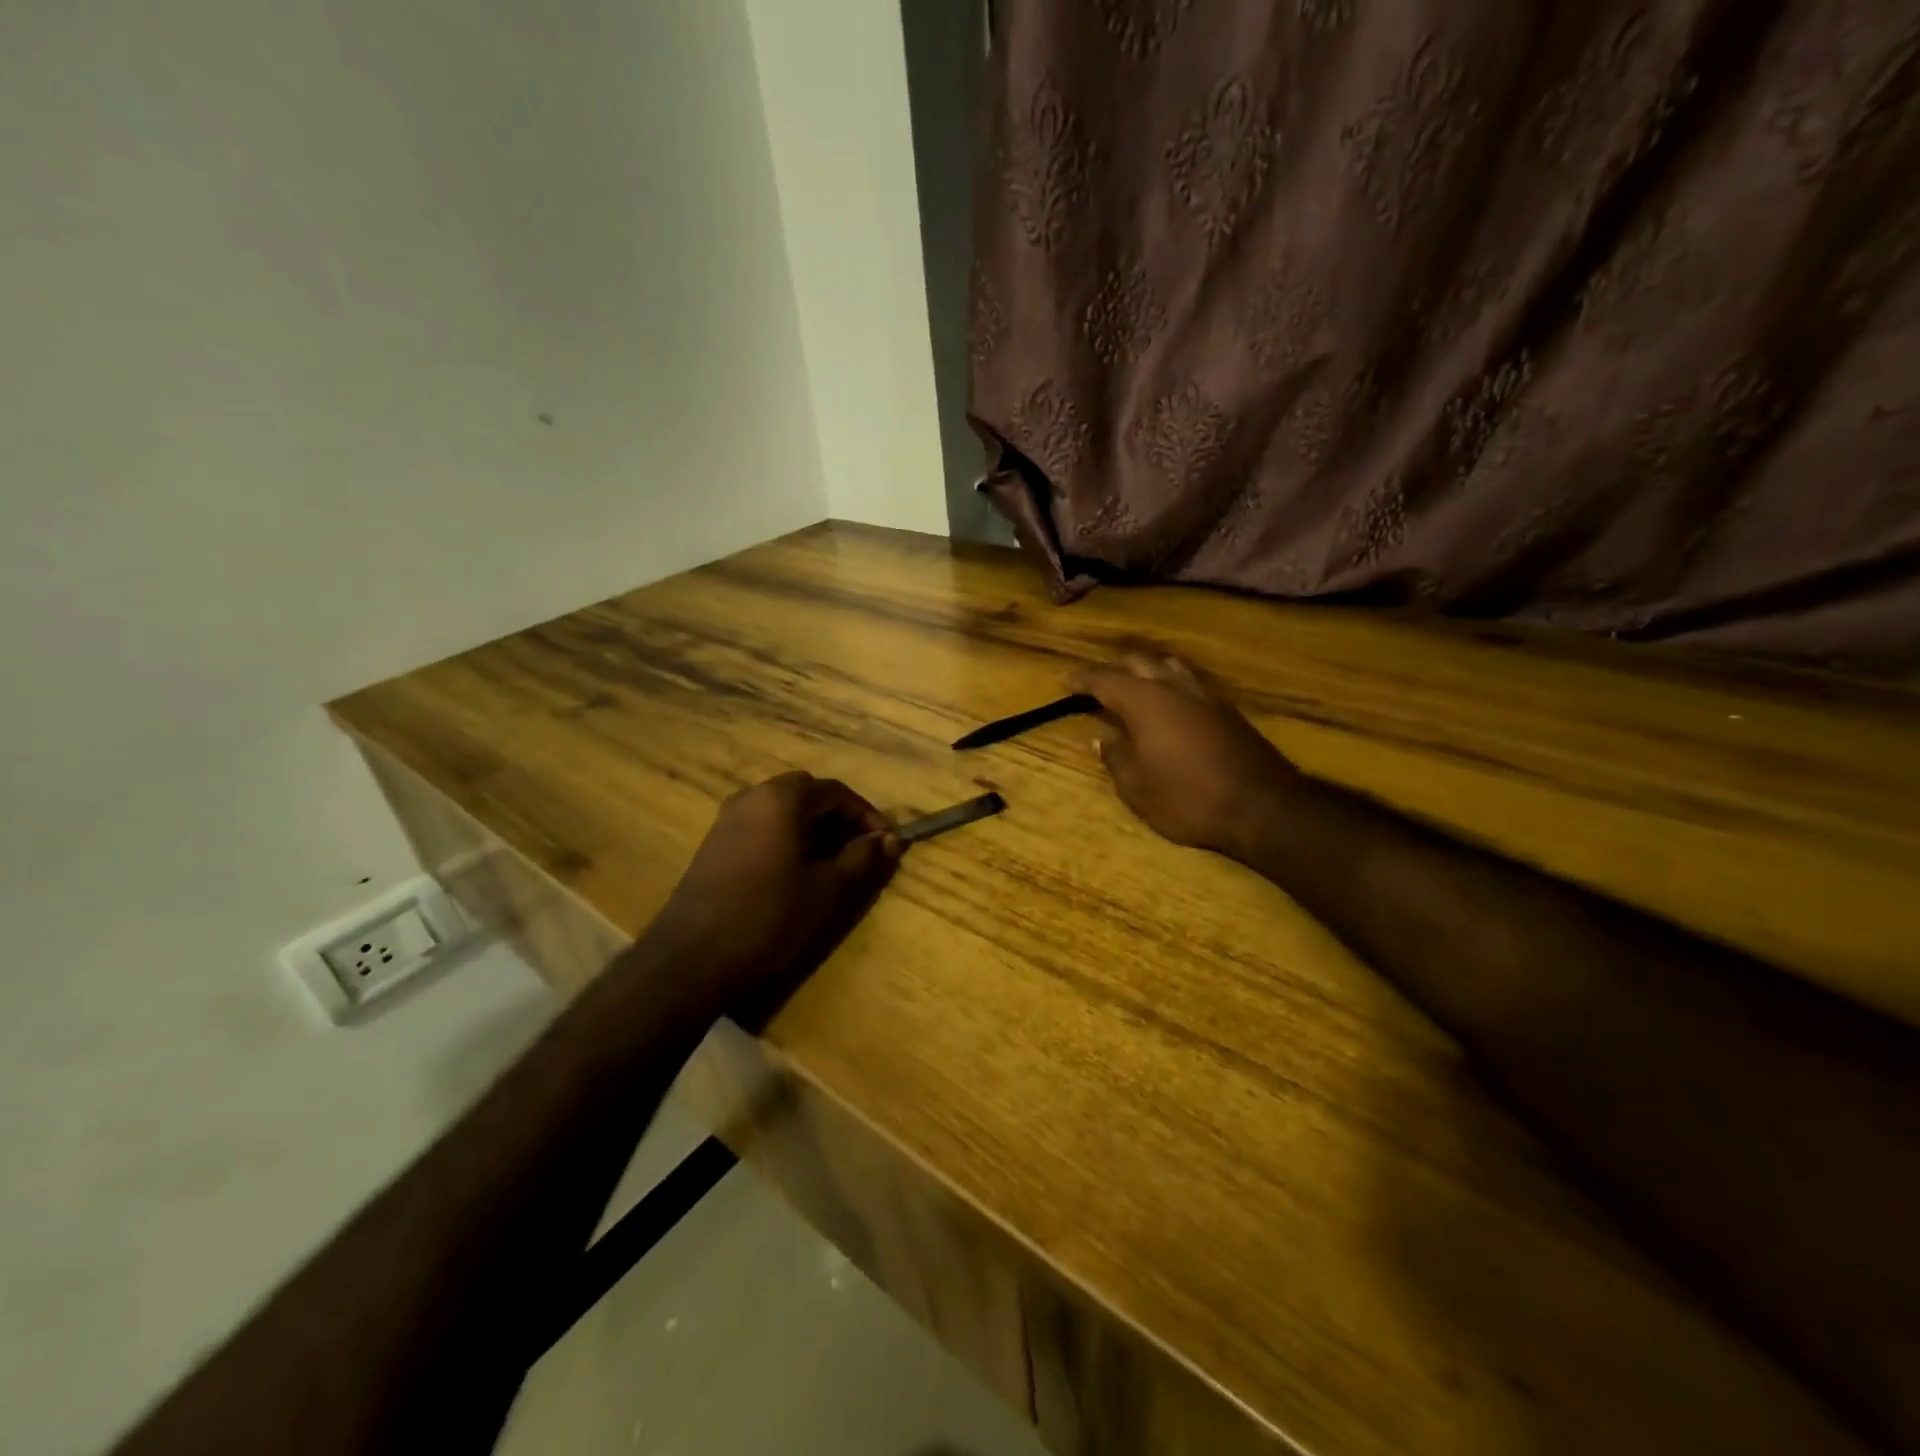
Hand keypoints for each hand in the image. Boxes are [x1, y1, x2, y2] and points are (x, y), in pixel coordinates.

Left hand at [646, 772, 900, 1017]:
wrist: (691, 959)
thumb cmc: (769, 918)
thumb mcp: (828, 890)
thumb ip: (862, 858)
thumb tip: (889, 840)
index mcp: (781, 799)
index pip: (836, 792)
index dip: (867, 815)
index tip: (887, 842)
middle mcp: (752, 797)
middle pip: (807, 794)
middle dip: (839, 817)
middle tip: (860, 849)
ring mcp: (727, 820)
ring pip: (782, 810)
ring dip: (812, 828)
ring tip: (832, 863)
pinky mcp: (714, 844)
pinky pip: (761, 827)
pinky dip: (786, 838)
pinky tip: (794, 873)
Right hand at [1075, 655, 1301, 857]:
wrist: (1262, 806)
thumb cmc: (1188, 798)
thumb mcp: (1138, 789)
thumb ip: (1116, 759)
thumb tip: (1103, 741)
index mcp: (1145, 701)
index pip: (1105, 680)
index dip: (1082, 679)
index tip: (1063, 679)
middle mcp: (1174, 688)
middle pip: (1138, 663)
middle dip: (1114, 669)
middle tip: (1096, 684)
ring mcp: (1205, 696)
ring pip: (1169, 667)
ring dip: (1146, 671)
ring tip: (1133, 686)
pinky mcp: (1227, 710)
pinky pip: (1189, 683)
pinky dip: (1170, 684)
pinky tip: (1169, 703)